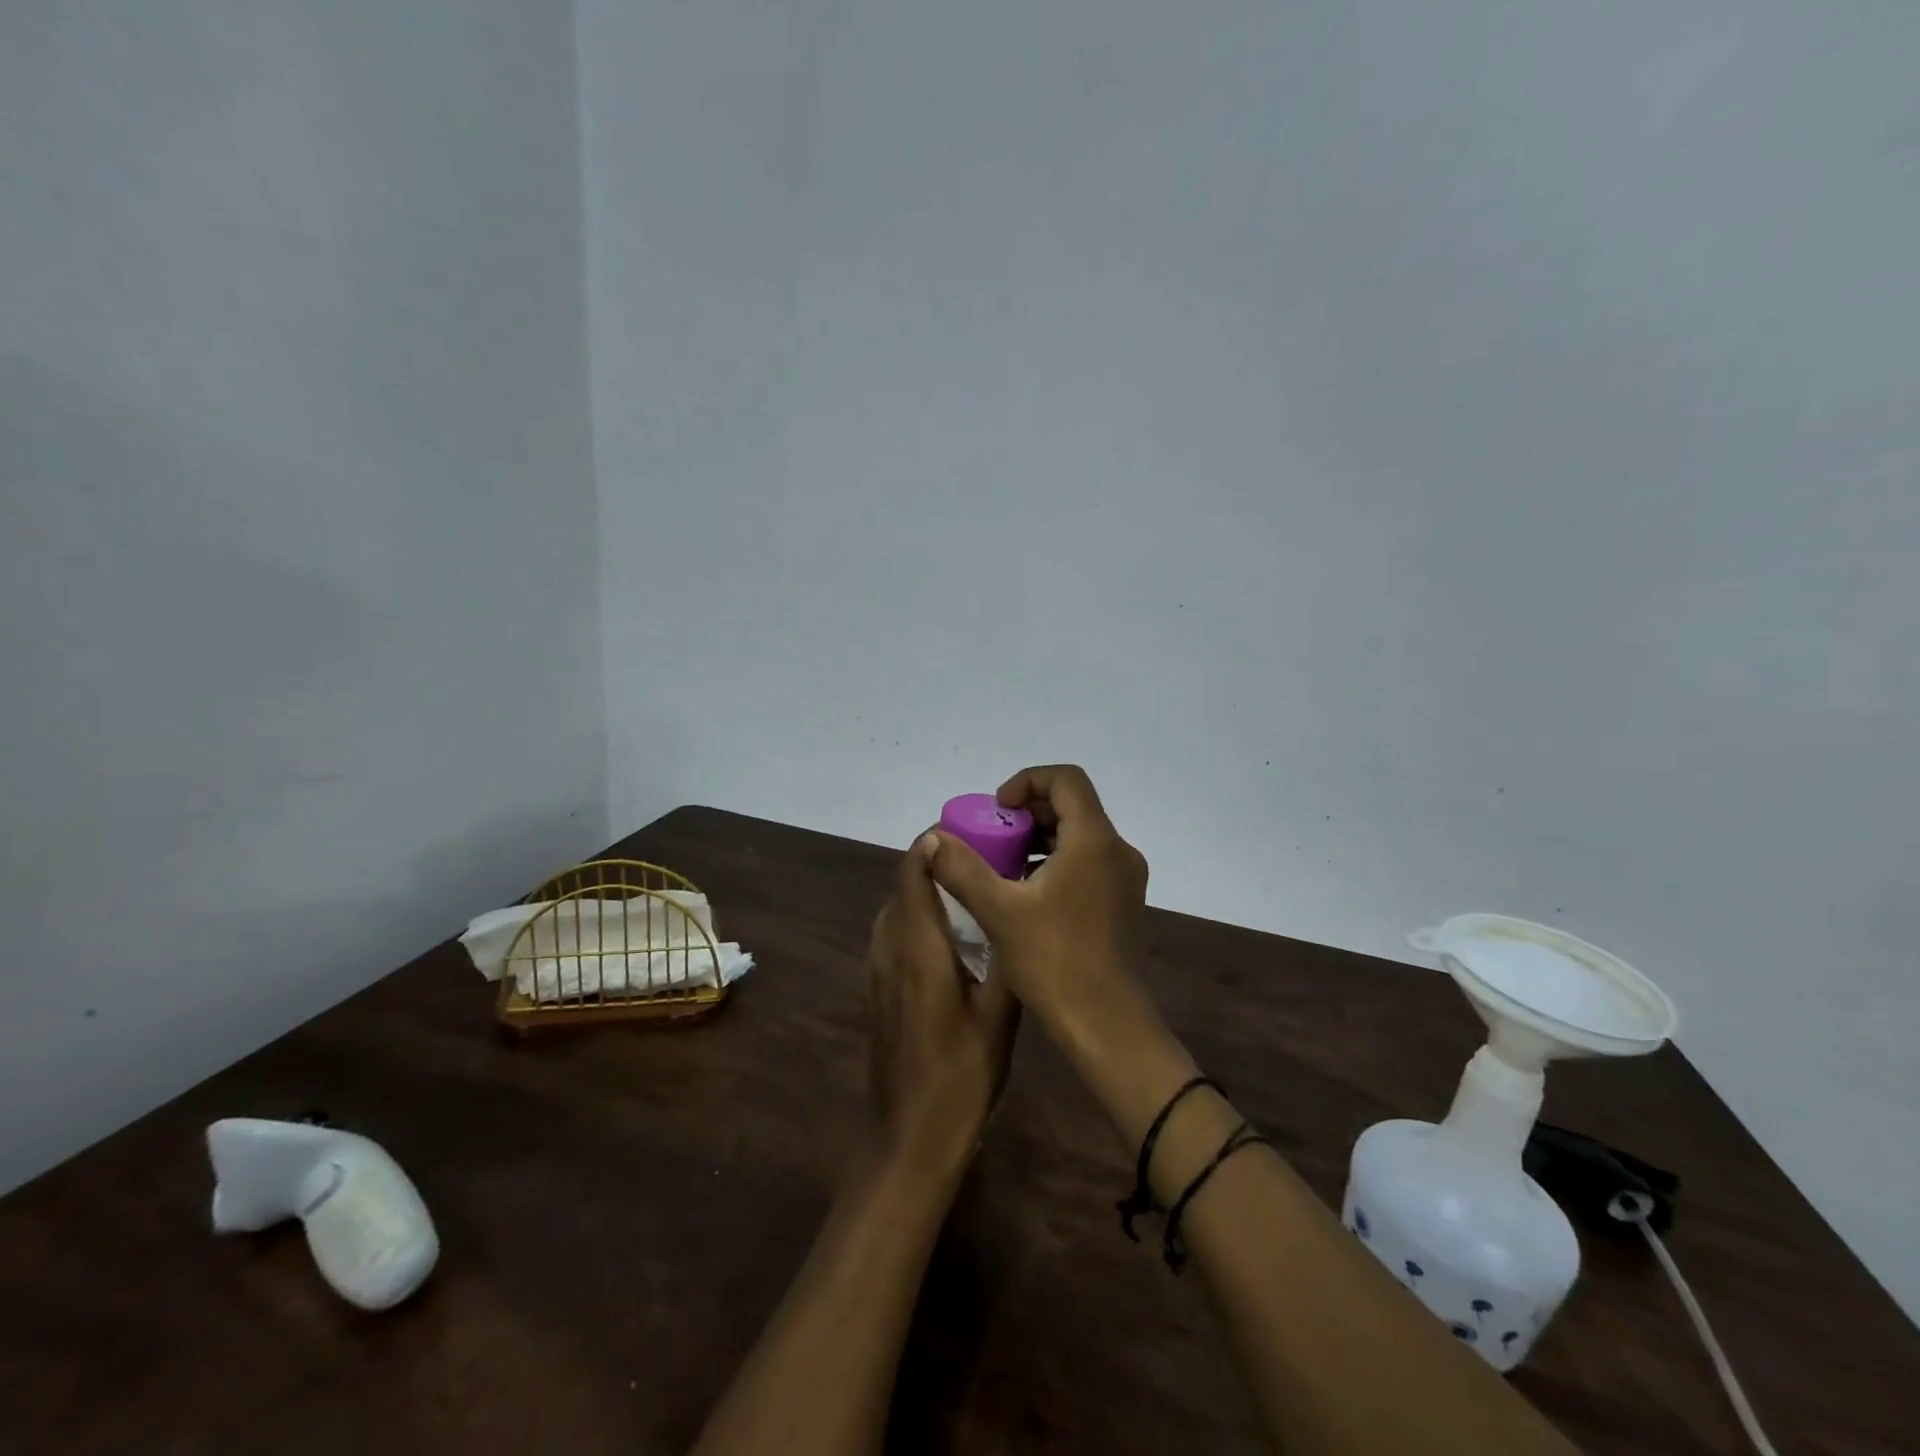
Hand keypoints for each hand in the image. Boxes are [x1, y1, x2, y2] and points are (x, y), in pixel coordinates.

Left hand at [866, 832, 1020, 1176]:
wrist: (908, 1137)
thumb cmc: (961, 1077)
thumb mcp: (1000, 1017)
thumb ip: (1005, 959)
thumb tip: (1013, 912)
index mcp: (919, 948)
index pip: (912, 873)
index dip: (933, 844)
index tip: (969, 830)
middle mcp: (890, 948)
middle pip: (902, 885)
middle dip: (934, 861)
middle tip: (983, 855)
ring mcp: (878, 969)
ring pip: (896, 908)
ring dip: (923, 887)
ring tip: (970, 884)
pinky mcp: (879, 988)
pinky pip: (893, 932)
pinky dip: (916, 914)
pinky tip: (951, 932)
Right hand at [924, 765, 1148, 1020]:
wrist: (1107, 1024)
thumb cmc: (1054, 961)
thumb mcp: (999, 911)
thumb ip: (963, 869)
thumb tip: (933, 839)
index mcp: (1094, 840)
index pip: (1066, 779)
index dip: (1027, 781)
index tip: (998, 811)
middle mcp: (1117, 850)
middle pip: (1074, 805)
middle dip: (1029, 812)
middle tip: (994, 837)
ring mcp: (1125, 878)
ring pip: (1080, 835)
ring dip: (1041, 838)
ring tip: (1004, 865)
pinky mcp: (1123, 901)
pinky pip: (1088, 861)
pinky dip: (1057, 861)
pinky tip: (1027, 893)